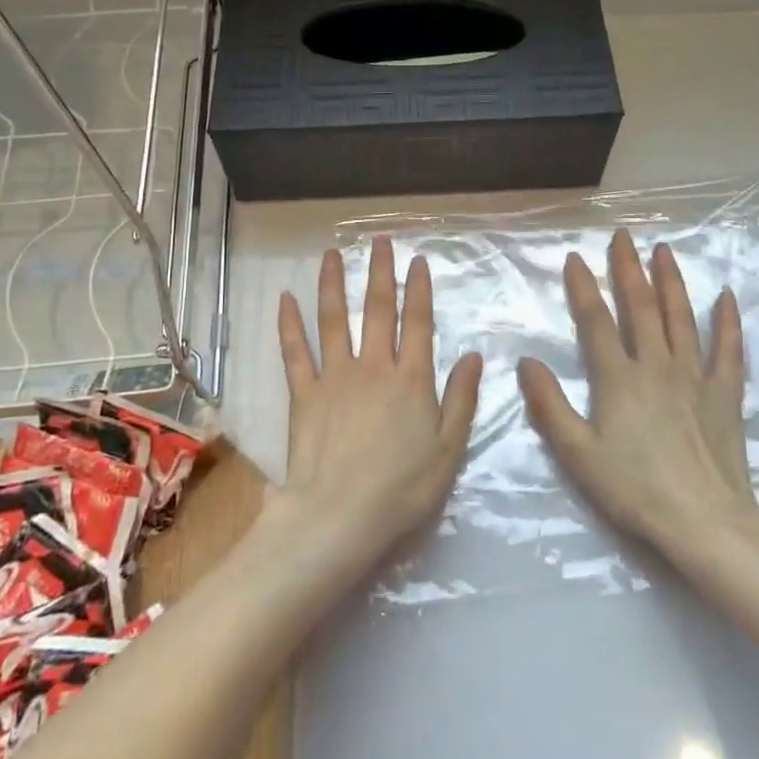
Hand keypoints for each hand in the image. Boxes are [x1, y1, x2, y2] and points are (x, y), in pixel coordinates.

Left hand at [267, 238, 484, 572]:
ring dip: (333, 284)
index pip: (418, 323)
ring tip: (332, 254)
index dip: (419, 290)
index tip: (417, 261)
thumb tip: (473, 355)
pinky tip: (285, 299)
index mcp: (411, 380)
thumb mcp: (449, 449)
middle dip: (380, 273)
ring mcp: (335, 377)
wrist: (340, 517)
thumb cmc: (403, 489)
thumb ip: (461, 399)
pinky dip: (290, 324)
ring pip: (334, 320)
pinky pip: (294, 352)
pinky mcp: (303, 395)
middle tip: (379, 241)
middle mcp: (374, 367)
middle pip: (377, 311)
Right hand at [518, 230, 758, 561]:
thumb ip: (549, 405)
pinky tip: (726, 296)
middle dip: (629, 269)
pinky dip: (727, 321)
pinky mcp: (725, 394)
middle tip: (623, 236)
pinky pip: (728, 349)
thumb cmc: (634, 489)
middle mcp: (657, 366)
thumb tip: (527, 362)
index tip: (575, 257)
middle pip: (640, 307)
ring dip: (671, 281)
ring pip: (681, 318)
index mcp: (618, 379)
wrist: (704, 521)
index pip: (597, 321)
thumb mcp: (578, 453)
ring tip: (664, 250)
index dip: (584, 288)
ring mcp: (695, 377)